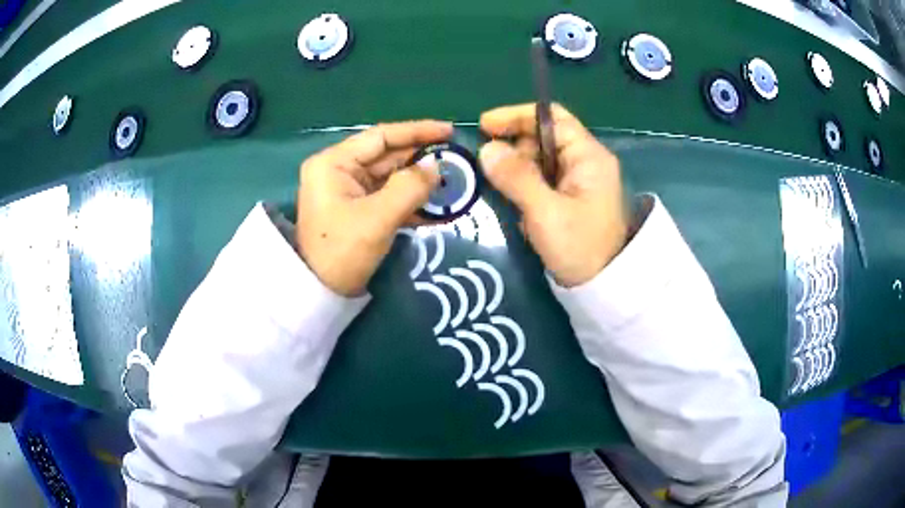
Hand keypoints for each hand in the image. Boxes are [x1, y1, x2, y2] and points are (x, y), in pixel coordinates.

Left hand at [297, 121, 451, 295]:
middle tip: (456, 161)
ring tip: (452, 183)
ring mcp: (347, 190)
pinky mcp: (355, 209)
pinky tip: (436, 206)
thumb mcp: (378, 218)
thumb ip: (410, 187)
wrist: (319, 293)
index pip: (381, 136)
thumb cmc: (342, 251)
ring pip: (390, 177)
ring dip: (419, 182)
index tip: (449, 131)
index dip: (417, 132)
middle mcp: (339, 170)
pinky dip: (409, 200)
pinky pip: (387, 196)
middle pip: (387, 156)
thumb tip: (436, 168)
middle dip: (421, 159)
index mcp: (334, 162)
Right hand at [478, 104, 627, 287]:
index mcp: (588, 156)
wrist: (604, 288)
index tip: (484, 126)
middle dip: (514, 149)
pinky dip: (526, 189)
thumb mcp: (546, 212)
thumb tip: (486, 148)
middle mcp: (585, 162)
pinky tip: (521, 209)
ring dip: (518, 173)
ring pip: (539, 162)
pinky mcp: (571, 199)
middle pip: (542, 139)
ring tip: (507, 197)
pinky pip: (542, 182)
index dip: (517, 116)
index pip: (551, 118)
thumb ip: (516, 178)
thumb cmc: (580, 247)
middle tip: (492, 171)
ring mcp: (578, 181)